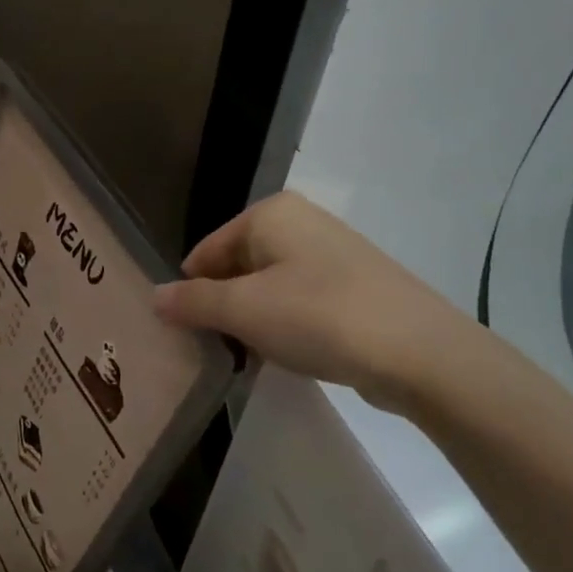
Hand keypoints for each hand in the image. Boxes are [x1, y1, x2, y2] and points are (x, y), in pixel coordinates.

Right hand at [155, 191, 478, 412]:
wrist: (418, 351)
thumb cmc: (319, 317)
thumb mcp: (244, 310)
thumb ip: (193, 302)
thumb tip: (154, 297)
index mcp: (271, 214)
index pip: (206, 250)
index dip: (190, 291)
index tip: (181, 332)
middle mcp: (301, 222)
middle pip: (237, 266)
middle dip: (222, 307)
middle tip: (211, 349)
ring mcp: (332, 254)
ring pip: (269, 287)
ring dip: (253, 321)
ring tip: (247, 357)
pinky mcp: (355, 286)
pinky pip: (301, 302)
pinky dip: (286, 326)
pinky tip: (287, 355)